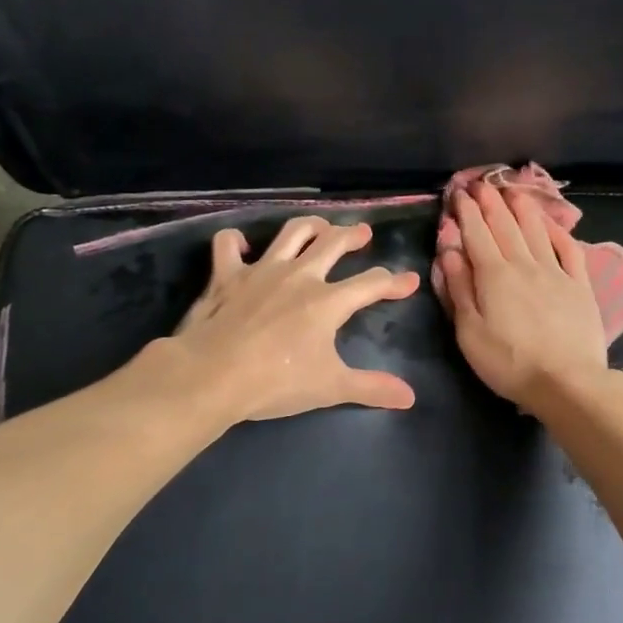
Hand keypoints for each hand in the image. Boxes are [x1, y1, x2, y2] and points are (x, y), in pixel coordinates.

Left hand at [161, 215, 421, 423]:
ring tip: (320, 226)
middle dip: (353, 235)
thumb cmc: (275, 382)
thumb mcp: (330, 388)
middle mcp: (299, 275)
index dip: (394, 282)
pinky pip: (228, 244)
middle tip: (363, 233)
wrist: (212, 375)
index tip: (409, 280)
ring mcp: (261, 270)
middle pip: (334, 243)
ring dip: (310, 225)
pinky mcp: (226, 274)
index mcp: (328, 301)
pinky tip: (242, 244)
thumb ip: (371, 388)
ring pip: (292, 232)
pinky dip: (235, 240)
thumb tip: (410, 397)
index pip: (371, 284)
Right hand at [437, 183, 609, 412]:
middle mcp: (525, 264)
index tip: (459, 193)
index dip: (466, 211)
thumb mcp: (470, 332)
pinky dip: (558, 231)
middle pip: (506, 225)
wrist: (567, 383)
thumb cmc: (510, 363)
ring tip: (513, 189)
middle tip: (481, 183)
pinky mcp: (580, 285)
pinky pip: (569, 248)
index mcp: (494, 275)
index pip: (477, 234)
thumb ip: (460, 288)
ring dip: (522, 207)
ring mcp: (556, 272)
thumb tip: (449, 250)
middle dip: (491, 201)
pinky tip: (550, 222)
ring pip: (536, 230)